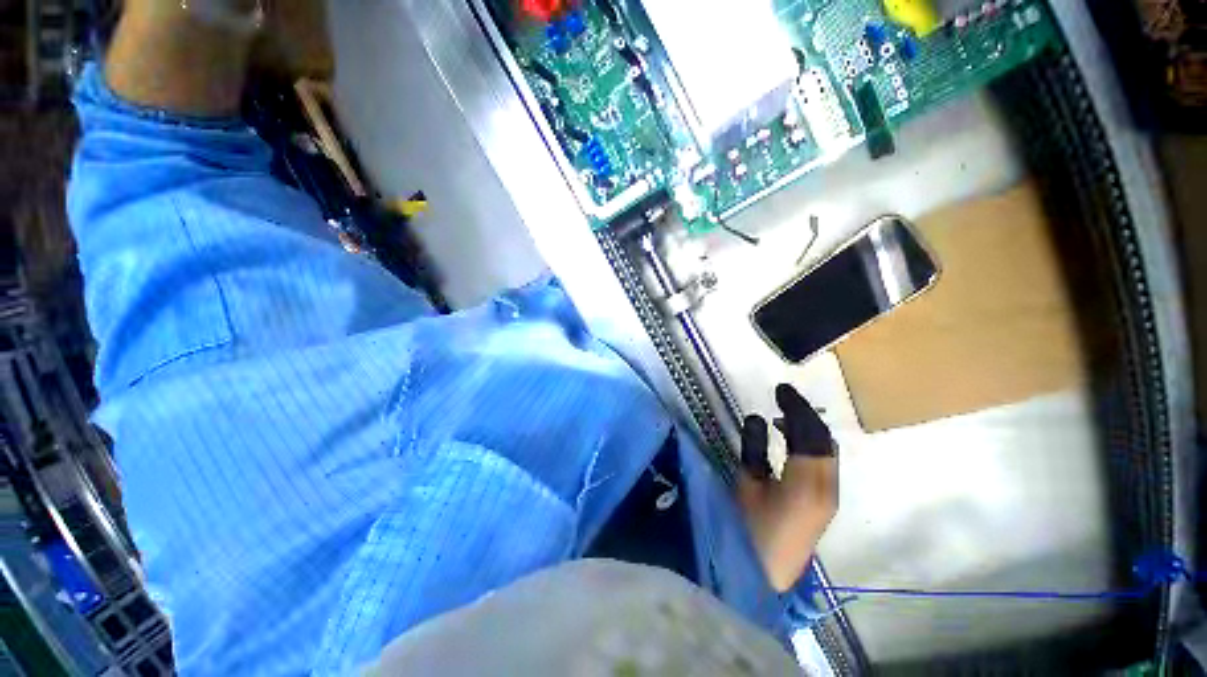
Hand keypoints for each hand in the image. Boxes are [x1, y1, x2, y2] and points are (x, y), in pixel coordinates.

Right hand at [737, 384, 837, 591]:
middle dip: (804, 414)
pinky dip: (808, 443)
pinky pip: (822, 461)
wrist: (765, 574)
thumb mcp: (746, 484)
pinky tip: (789, 441)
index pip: (810, 432)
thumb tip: (759, 418)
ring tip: (782, 416)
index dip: (796, 407)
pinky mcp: (825, 501)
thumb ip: (754, 448)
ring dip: (807, 428)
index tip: (780, 389)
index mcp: (806, 481)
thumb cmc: (748, 528)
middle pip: (824, 439)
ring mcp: (829, 495)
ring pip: (826, 450)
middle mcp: (826, 486)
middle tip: (781, 398)